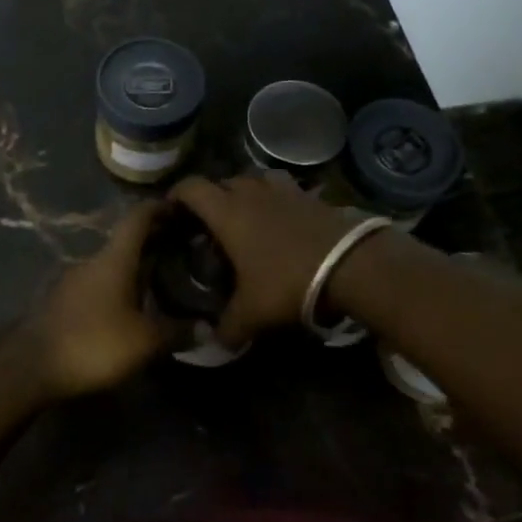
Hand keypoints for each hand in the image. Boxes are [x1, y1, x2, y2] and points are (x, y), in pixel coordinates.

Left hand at [27, 200, 172, 397]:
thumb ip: (177, 332)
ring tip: (162, 279)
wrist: (31, 365)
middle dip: (154, 240)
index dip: (159, 208)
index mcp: (114, 259)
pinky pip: (99, 284)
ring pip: (111, 264)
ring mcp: (74, 280)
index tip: (180, 206)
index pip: (138, 218)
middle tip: (183, 247)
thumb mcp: (144, 342)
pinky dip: (119, 286)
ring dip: (135, 266)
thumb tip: (207, 329)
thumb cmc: (93, 343)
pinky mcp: (63, 301)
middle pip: (126, 241)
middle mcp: (93, 261)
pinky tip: (132, 306)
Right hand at [169, 174, 357, 345]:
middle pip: (222, 181)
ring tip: (244, 213)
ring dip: (244, 191)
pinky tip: (279, 217)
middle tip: (208, 222)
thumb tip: (211, 343)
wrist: (351, 266)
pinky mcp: (310, 195)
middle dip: (211, 197)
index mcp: (226, 213)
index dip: (177, 195)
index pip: (191, 188)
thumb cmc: (288, 282)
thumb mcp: (252, 314)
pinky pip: (283, 187)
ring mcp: (283, 190)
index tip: (171, 210)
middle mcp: (250, 193)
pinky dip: (274, 197)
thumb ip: (226, 328)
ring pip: (253, 178)